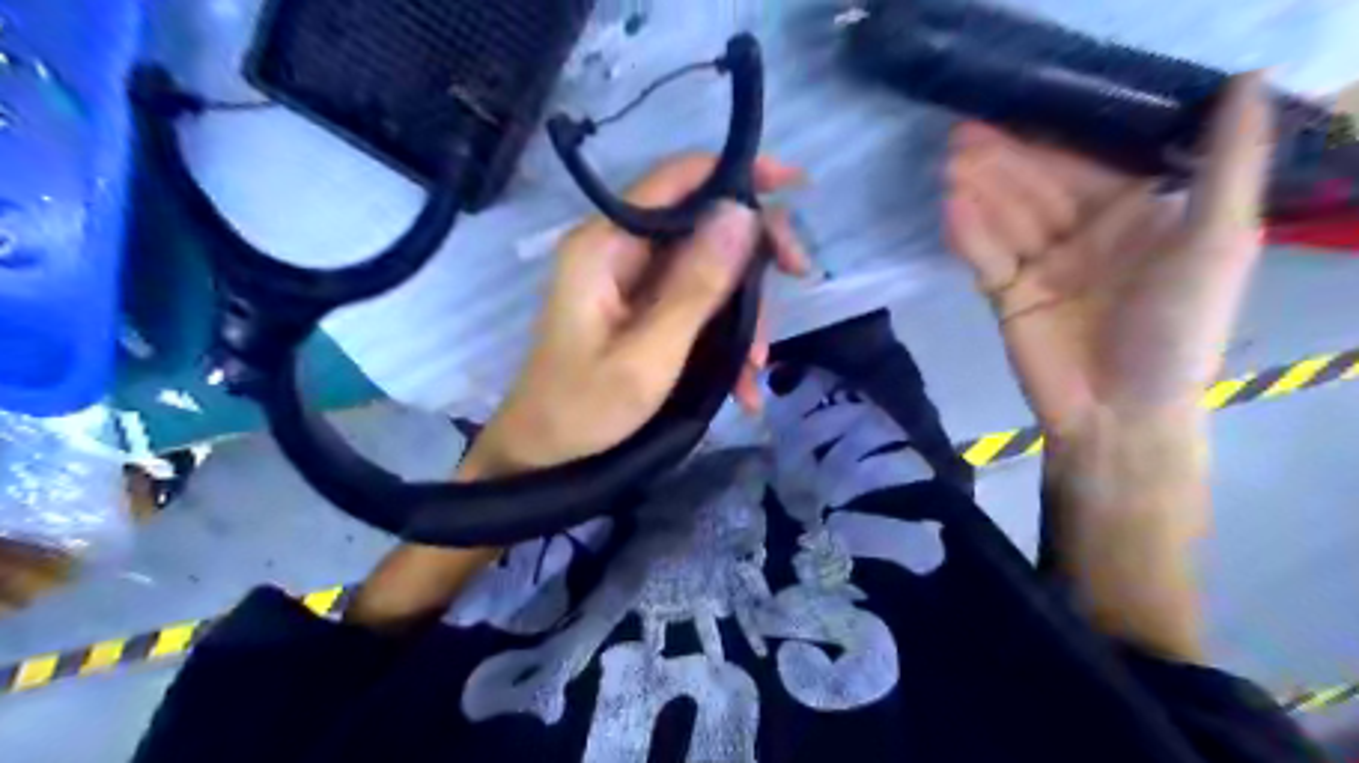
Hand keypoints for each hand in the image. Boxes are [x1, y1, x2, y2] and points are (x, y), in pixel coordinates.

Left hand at [468, 153, 804, 479]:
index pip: (677, 180)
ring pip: (708, 267)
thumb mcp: (649, 354)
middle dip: (755, 253)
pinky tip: (742, 383)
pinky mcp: (641, 310)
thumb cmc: (585, 409)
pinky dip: (724, 336)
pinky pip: (696, 303)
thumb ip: (696, 285)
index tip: (795, 186)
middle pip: (702, 223)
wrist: (543, 456)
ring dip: (745, 310)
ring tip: (757, 367)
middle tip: (801, 276)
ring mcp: (631, 282)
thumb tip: (742, 213)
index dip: (738, 174)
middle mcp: (619, 250)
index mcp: (607, 245)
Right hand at [947, 75, 1274, 441]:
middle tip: (961, 136)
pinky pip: (985, 259)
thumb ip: (1228, 165)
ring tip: (950, 165)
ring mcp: (1041, 266)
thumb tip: (1247, 79)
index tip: (1014, 112)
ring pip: (1006, 219)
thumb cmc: (1174, 330)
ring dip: (978, 192)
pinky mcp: (1007, 295)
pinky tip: (950, 209)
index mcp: (1134, 217)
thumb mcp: (1218, 243)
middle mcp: (1084, 234)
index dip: (1051, 141)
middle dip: (1001, 162)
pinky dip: (968, 236)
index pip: (1086, 166)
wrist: (1119, 414)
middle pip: (1036, 189)